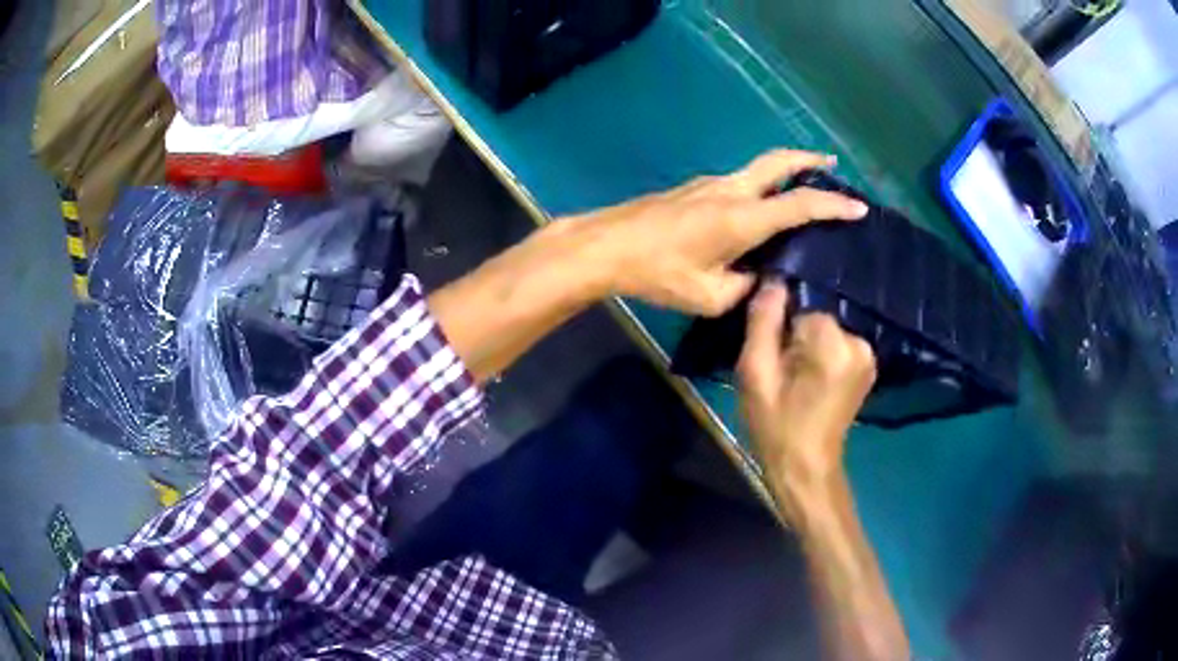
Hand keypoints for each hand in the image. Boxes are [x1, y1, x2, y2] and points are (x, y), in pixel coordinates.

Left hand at [572, 150, 867, 315]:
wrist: (608, 245)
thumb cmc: (658, 273)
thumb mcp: (709, 296)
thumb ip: (744, 288)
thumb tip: (758, 278)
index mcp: (743, 218)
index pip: (800, 205)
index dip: (833, 206)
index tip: (859, 207)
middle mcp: (731, 191)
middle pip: (777, 162)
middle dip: (808, 160)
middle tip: (831, 165)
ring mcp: (710, 185)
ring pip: (758, 169)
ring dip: (784, 171)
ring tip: (802, 188)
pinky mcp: (695, 189)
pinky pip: (739, 181)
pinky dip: (761, 185)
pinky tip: (760, 208)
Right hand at [736, 281, 875, 522]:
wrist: (806, 467)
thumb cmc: (776, 425)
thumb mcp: (755, 374)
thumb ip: (762, 322)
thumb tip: (772, 281)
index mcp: (834, 344)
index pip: (801, 309)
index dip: (782, 331)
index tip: (775, 362)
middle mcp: (859, 343)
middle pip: (816, 318)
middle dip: (797, 338)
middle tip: (784, 374)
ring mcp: (868, 355)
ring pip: (826, 330)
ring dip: (809, 348)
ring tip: (798, 381)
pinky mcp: (869, 365)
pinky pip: (838, 343)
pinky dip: (823, 355)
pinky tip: (813, 382)